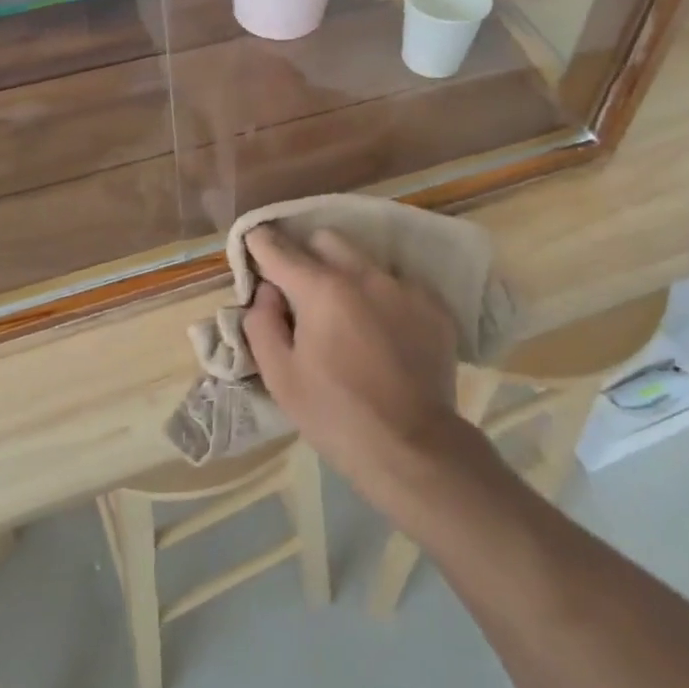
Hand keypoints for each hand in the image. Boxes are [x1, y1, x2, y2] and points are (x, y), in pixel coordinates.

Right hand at [241, 224, 463, 501]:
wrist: (414, 447)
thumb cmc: (335, 415)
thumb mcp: (280, 377)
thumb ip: (262, 323)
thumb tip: (267, 291)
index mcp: (322, 290)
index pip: (280, 249)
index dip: (261, 243)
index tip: (254, 243)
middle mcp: (365, 275)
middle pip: (326, 240)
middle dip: (307, 255)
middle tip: (301, 292)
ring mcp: (405, 287)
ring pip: (364, 261)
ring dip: (347, 277)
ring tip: (347, 318)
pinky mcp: (433, 305)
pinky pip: (397, 285)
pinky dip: (382, 299)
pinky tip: (383, 334)